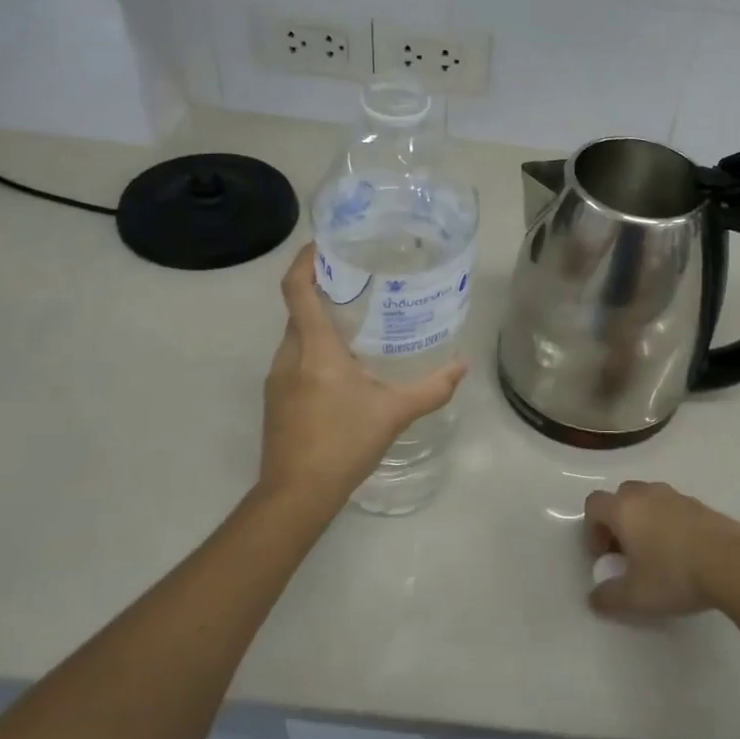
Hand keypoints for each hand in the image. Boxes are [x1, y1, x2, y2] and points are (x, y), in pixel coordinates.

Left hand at [259, 244, 468, 512]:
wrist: (296, 495)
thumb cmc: (344, 444)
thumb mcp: (394, 414)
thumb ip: (432, 389)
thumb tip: (463, 366)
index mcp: (315, 349)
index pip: (297, 289)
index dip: (305, 261)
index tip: (324, 244)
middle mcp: (289, 356)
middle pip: (297, 309)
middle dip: (321, 290)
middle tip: (358, 282)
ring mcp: (277, 378)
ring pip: (295, 335)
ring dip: (318, 322)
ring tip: (355, 321)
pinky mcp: (276, 398)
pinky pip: (294, 358)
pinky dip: (313, 349)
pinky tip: (342, 367)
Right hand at [583, 480, 739, 615]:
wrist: (732, 563)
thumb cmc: (674, 574)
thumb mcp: (636, 596)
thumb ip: (609, 597)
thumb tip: (594, 598)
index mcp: (624, 509)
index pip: (594, 504)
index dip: (592, 529)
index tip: (604, 556)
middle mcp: (646, 494)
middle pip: (621, 497)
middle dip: (618, 521)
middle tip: (627, 552)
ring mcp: (676, 496)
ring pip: (649, 499)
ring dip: (644, 520)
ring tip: (656, 553)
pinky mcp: (700, 505)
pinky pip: (674, 507)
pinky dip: (669, 523)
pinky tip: (683, 552)